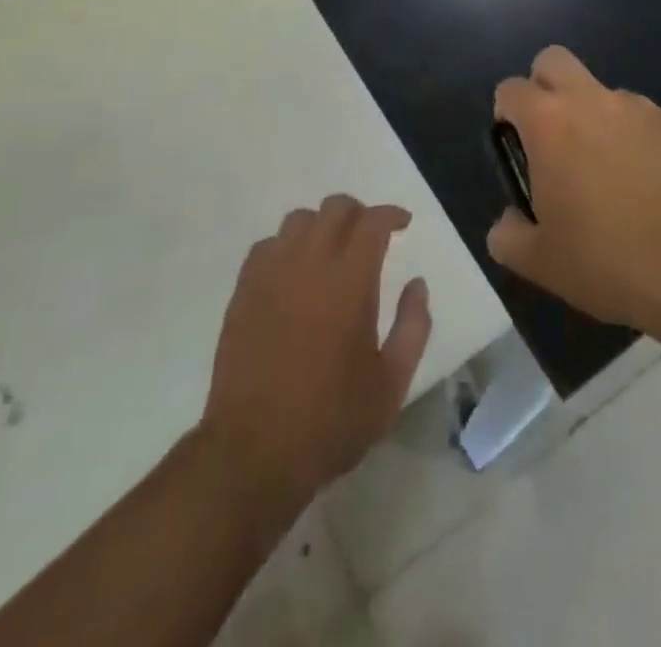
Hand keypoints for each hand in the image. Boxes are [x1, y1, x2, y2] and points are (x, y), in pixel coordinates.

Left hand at [203, 195, 431, 509]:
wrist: (254, 452)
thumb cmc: (332, 420)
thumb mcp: (392, 383)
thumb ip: (413, 326)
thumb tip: (417, 284)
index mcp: (350, 280)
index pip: (373, 221)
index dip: (392, 214)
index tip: (403, 224)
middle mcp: (310, 263)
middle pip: (335, 207)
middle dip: (358, 212)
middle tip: (370, 236)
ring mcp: (271, 274)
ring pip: (298, 219)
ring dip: (321, 226)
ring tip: (330, 252)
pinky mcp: (243, 292)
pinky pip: (266, 246)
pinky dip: (286, 247)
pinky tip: (293, 273)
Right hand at [486, 46, 660, 330]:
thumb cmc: (610, 259)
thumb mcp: (541, 263)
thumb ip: (509, 237)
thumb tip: (508, 223)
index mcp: (549, 123)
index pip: (511, 89)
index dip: (506, 112)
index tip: (515, 147)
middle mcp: (592, 101)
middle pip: (554, 60)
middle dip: (544, 85)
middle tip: (552, 137)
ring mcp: (639, 108)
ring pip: (602, 92)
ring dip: (594, 117)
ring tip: (609, 176)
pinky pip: (643, 119)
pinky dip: (634, 140)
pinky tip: (649, 187)